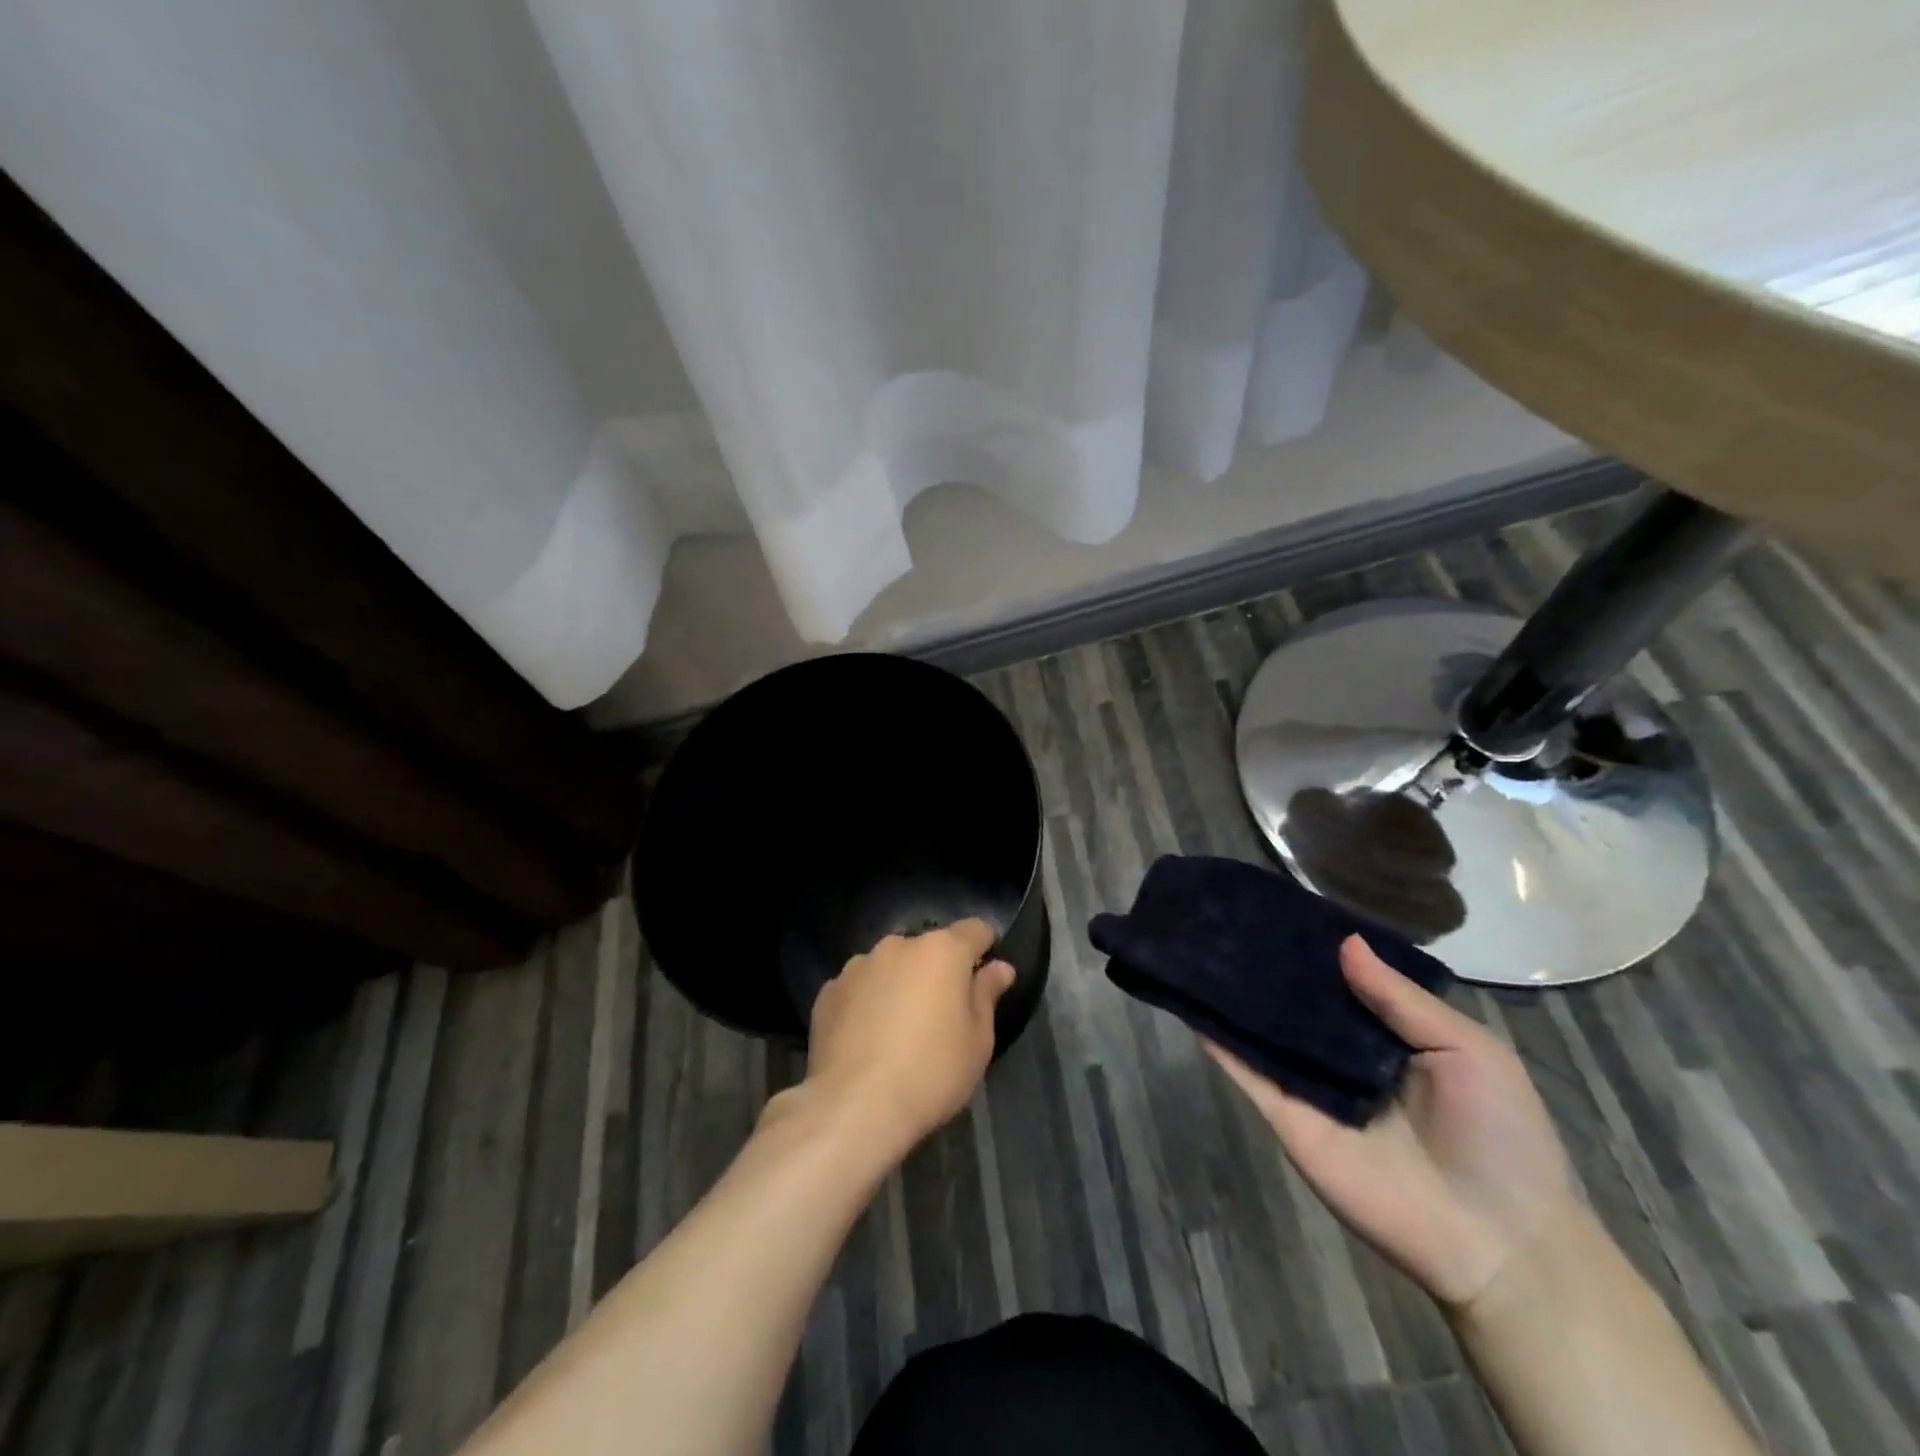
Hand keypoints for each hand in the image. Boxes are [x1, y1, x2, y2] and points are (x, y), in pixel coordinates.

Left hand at [801, 918, 1014, 1154]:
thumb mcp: (978, 1041)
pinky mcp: (829, 991)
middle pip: (928, 949)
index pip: (975, 930)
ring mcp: (858, 965)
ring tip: (899, 1029)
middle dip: (938, 971)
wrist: (854, 1106)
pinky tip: (867, 1040)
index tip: (986, 974)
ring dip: (900, 984)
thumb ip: (987, 995)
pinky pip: (859, 988)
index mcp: (942, 950)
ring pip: (891, 966)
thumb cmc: (931, 1072)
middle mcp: (898, 945)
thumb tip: (999, 967)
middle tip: (942, 1014)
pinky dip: (867, 1003)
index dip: (986, 947)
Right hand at [1206, 935, 1578, 1312]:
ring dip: (1234, 997)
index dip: (1314, 949)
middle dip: (1265, 967)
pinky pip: (1248, 1074)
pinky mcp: (1288, 1117)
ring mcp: (1311, 1087)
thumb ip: (1401, 999)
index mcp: (1389, 1036)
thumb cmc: (1500, 1136)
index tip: (1278, 907)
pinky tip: (1191, 1003)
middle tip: (1224, 919)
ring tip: (1196, 948)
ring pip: (1264, 1032)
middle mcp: (1343, 1056)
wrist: (1498, 1242)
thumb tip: (1344, 942)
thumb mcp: (1468, 1050)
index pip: (1341, 982)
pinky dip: (1219, 1042)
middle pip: (1295, 1003)